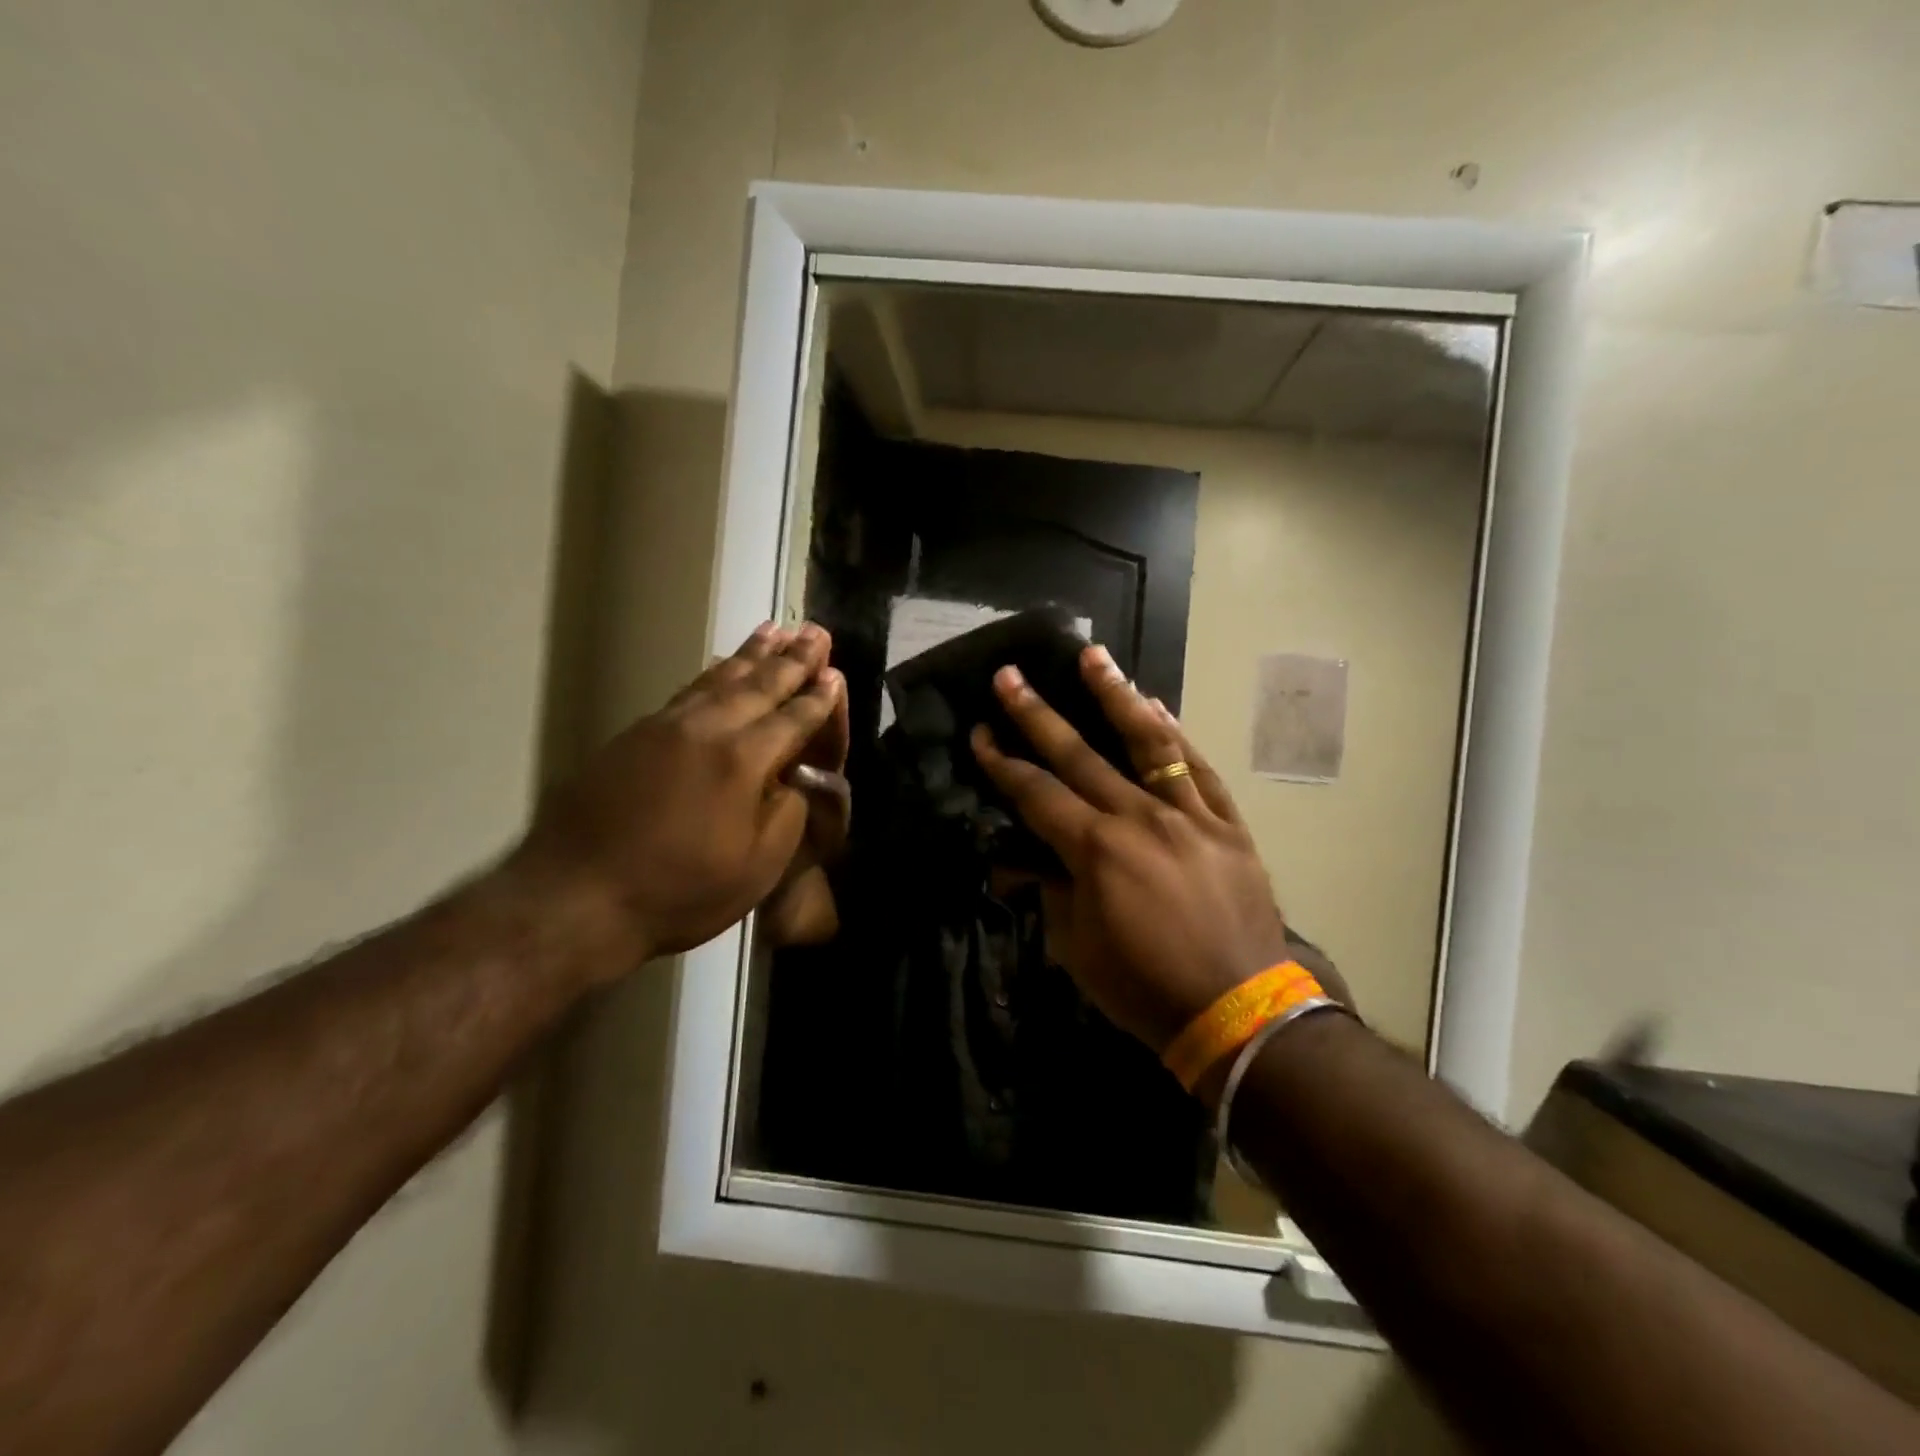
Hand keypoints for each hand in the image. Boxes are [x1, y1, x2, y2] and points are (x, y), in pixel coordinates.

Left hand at [517, 622, 844, 977]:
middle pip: (759, 684)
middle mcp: (707, 729)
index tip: (835, 674)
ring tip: (775, 630)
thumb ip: (787, 814)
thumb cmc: (679, 890)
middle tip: (815, 632)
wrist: (576, 896)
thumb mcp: (757, 868)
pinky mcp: (635, 735)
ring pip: (719, 678)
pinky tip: (720, 665)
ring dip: (751, 653)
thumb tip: (792, 779)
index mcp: (744, 760)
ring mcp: (666, 727)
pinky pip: (687, 690)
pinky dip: (712, 672)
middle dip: (792, 659)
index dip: (818, 698)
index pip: (793, 719)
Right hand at [970, 646, 1292, 1054]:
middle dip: (1037, 714)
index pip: (1036, 793)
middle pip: (1080, 755)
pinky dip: (1176, 735)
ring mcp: (1189, 815)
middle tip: (1009, 676)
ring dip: (1115, 696)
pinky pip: (1198, 770)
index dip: (1002, 763)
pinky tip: (1157, 706)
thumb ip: (1049, 892)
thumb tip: (1023, 862)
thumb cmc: (1144, 987)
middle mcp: (1140, 818)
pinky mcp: (1227, 824)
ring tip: (1093, 657)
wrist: (1238, 1012)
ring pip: (1148, 743)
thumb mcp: (1076, 948)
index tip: (980, 732)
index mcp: (1096, 851)